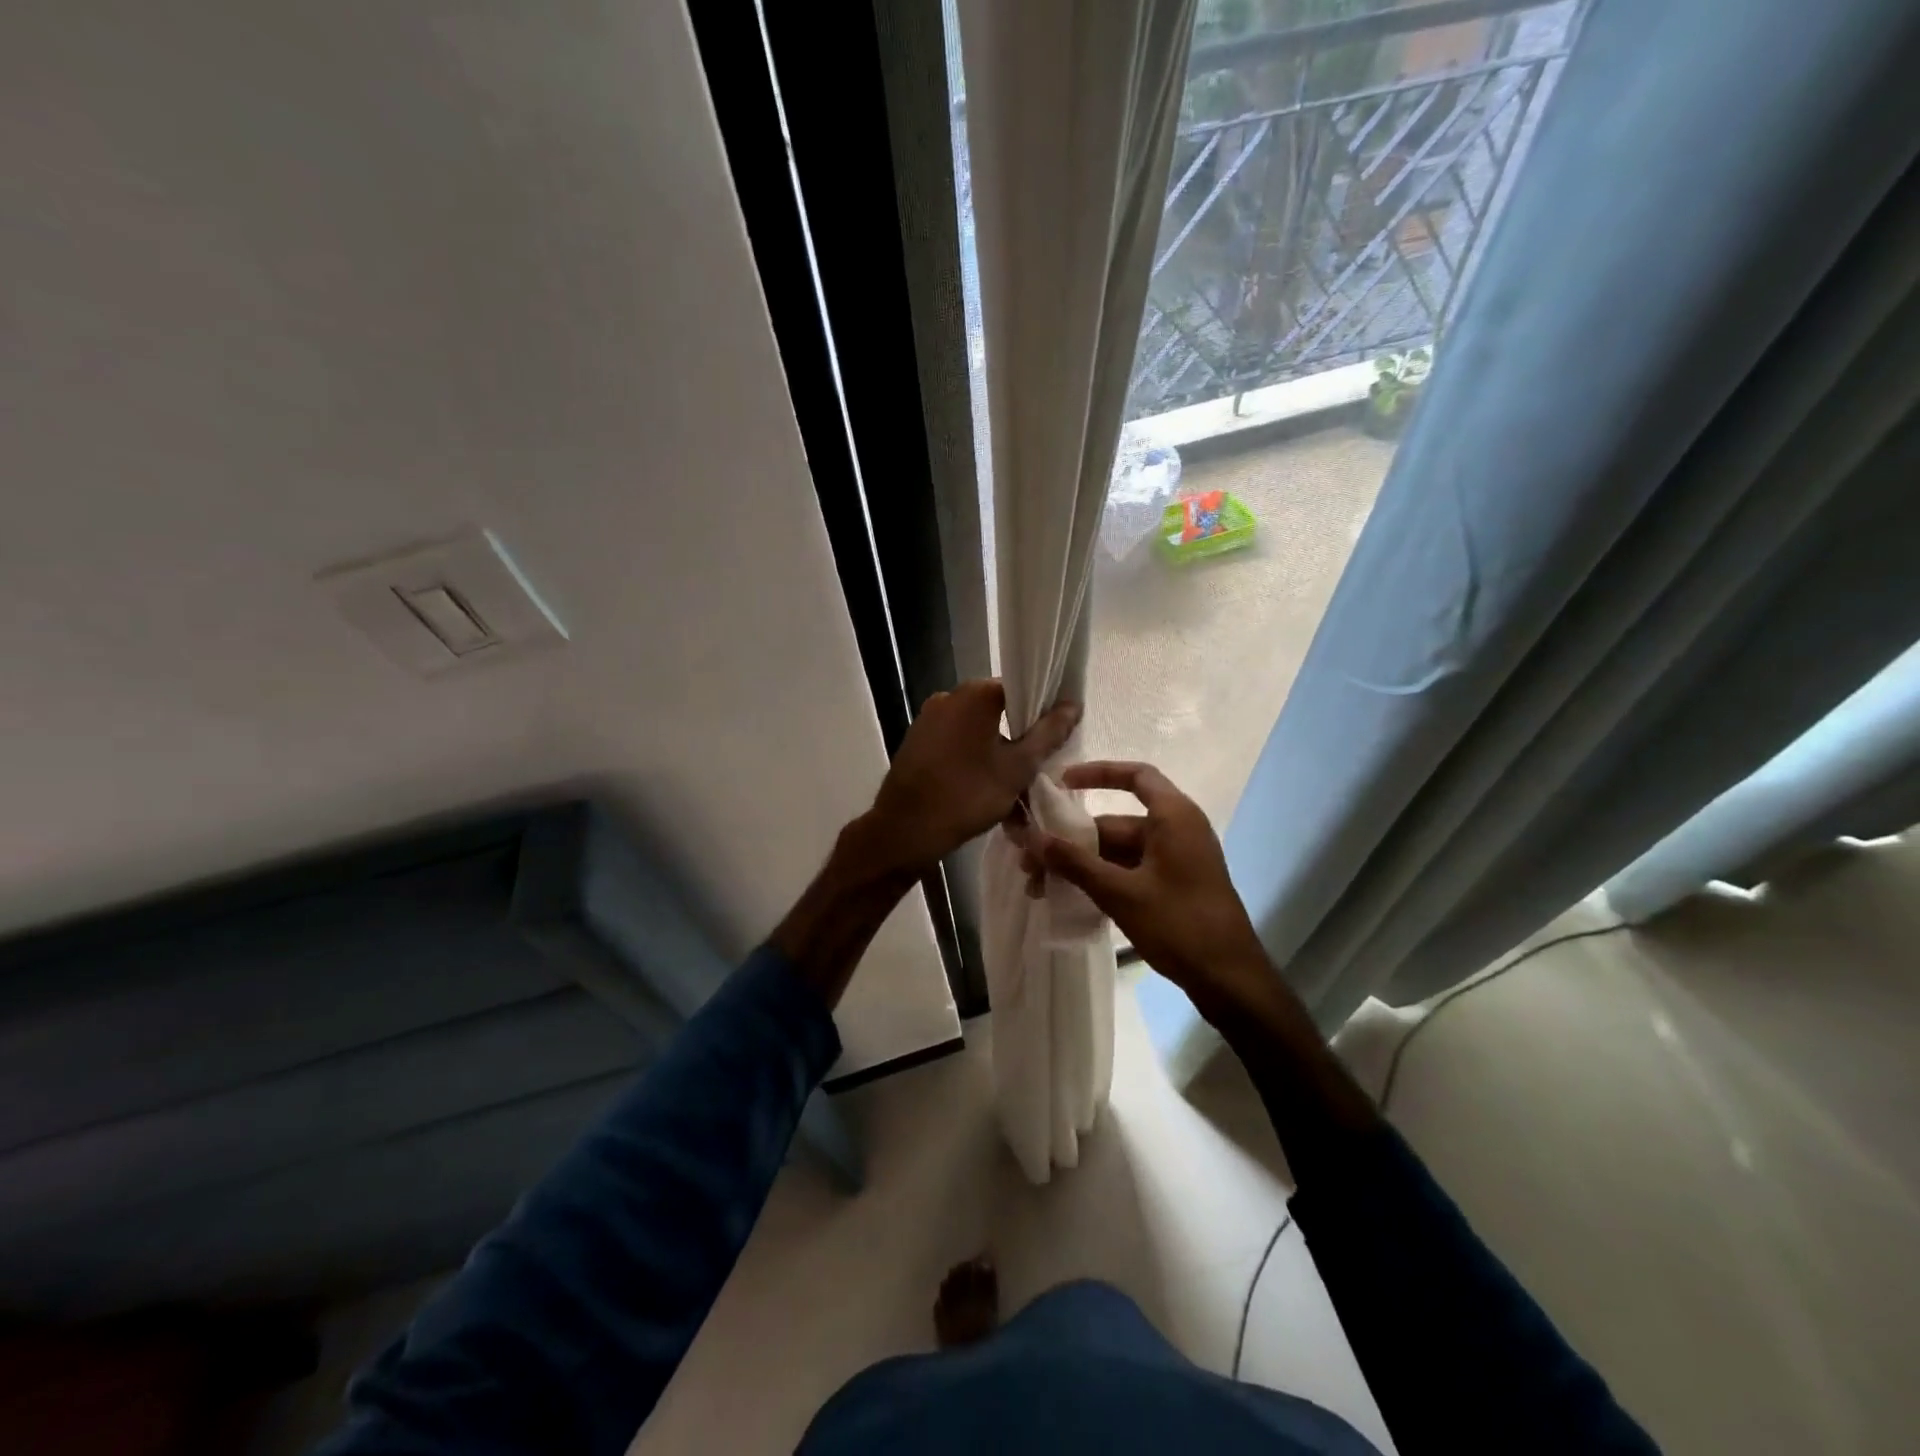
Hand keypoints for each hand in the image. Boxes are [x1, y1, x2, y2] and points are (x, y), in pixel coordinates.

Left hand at [865, 680, 1081, 877]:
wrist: (905, 829)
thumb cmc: (968, 794)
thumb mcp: (1018, 767)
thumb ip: (1048, 734)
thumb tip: (1073, 705)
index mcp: (975, 694)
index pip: (1021, 689)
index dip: (1042, 713)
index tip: (1053, 741)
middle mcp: (948, 696)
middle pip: (998, 710)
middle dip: (1018, 738)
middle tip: (1034, 770)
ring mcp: (927, 718)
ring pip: (976, 731)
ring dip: (996, 754)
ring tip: (1011, 789)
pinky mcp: (916, 741)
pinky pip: (955, 743)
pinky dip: (972, 760)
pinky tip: (982, 789)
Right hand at [1009, 761, 1276, 1022]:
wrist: (1230, 980)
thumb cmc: (1179, 924)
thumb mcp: (1120, 892)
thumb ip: (1074, 862)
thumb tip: (1031, 838)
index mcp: (1173, 817)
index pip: (1136, 776)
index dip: (1098, 773)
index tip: (1061, 784)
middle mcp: (1176, 831)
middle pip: (1116, 823)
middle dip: (1072, 840)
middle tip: (1031, 860)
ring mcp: (1176, 861)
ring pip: (1118, 852)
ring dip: (1081, 865)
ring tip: (1040, 886)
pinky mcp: (1174, 887)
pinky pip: (1130, 871)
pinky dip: (1101, 879)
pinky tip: (1069, 898)